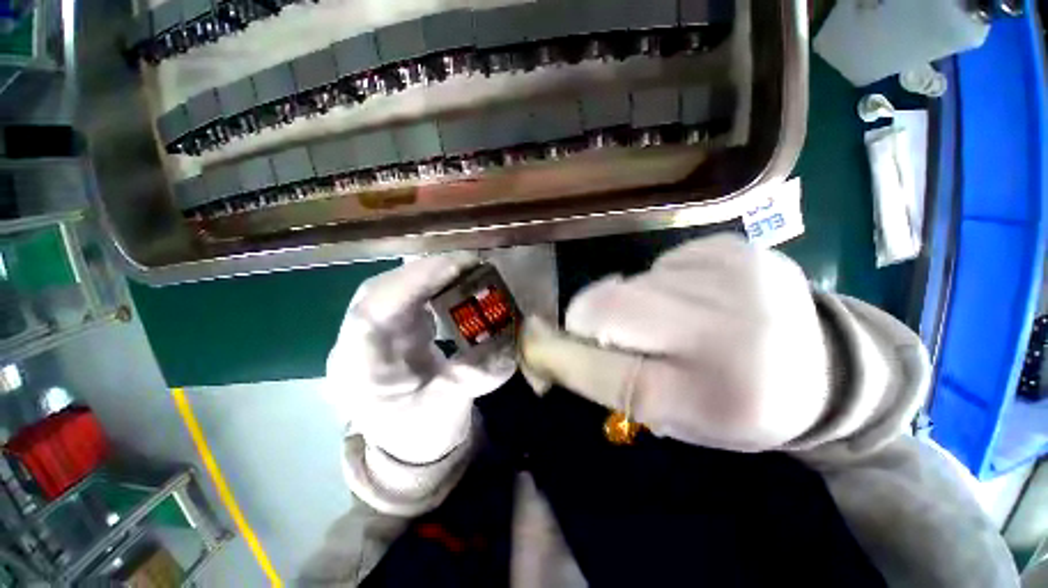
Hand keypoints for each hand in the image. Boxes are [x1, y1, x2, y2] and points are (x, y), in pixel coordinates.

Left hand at [326, 253, 515, 464]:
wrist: (411, 446)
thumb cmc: (421, 437)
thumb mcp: (446, 413)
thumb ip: (469, 378)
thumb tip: (502, 345)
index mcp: (358, 371)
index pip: (372, 312)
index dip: (411, 282)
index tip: (454, 267)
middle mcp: (355, 345)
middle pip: (378, 292)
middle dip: (423, 272)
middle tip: (467, 263)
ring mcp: (373, 334)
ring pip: (391, 289)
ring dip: (427, 274)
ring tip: (464, 268)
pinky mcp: (392, 330)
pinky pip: (406, 297)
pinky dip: (430, 284)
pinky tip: (452, 282)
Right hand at [520, 235, 828, 451]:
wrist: (827, 368)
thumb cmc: (741, 405)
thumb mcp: (671, 413)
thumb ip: (601, 377)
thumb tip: (545, 341)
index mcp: (712, 374)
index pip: (600, 339)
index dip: (572, 341)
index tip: (577, 351)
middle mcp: (717, 308)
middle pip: (606, 301)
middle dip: (603, 324)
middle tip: (638, 345)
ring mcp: (723, 264)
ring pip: (630, 283)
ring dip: (636, 307)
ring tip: (678, 328)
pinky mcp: (725, 245)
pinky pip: (660, 268)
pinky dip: (662, 288)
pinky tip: (697, 305)